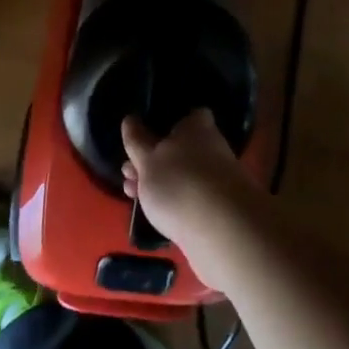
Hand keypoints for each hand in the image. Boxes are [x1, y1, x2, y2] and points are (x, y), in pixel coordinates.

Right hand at [121, 110, 262, 273]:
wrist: (220, 232)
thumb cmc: (179, 182)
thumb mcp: (147, 159)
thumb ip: (136, 140)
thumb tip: (130, 120)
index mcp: (197, 128)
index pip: (189, 116)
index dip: (167, 125)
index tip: (144, 138)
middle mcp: (211, 149)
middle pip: (179, 150)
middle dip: (152, 162)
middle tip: (128, 173)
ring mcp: (216, 181)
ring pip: (182, 177)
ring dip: (157, 185)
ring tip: (131, 195)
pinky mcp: (216, 211)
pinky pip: (189, 202)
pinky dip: (172, 206)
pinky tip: (154, 215)